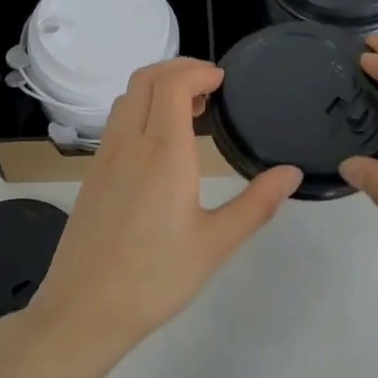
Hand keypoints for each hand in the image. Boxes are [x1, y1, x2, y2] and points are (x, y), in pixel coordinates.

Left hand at [22, 59, 302, 361]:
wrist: (85, 308)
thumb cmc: (156, 278)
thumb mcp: (216, 244)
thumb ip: (256, 204)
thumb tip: (291, 173)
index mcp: (163, 152)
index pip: (173, 83)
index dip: (198, 70)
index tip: (224, 81)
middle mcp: (129, 143)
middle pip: (145, 78)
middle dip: (179, 68)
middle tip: (211, 87)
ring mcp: (105, 156)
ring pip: (127, 97)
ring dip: (157, 88)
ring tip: (190, 111)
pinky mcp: (93, 173)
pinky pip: (117, 122)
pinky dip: (140, 109)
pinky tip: (160, 143)